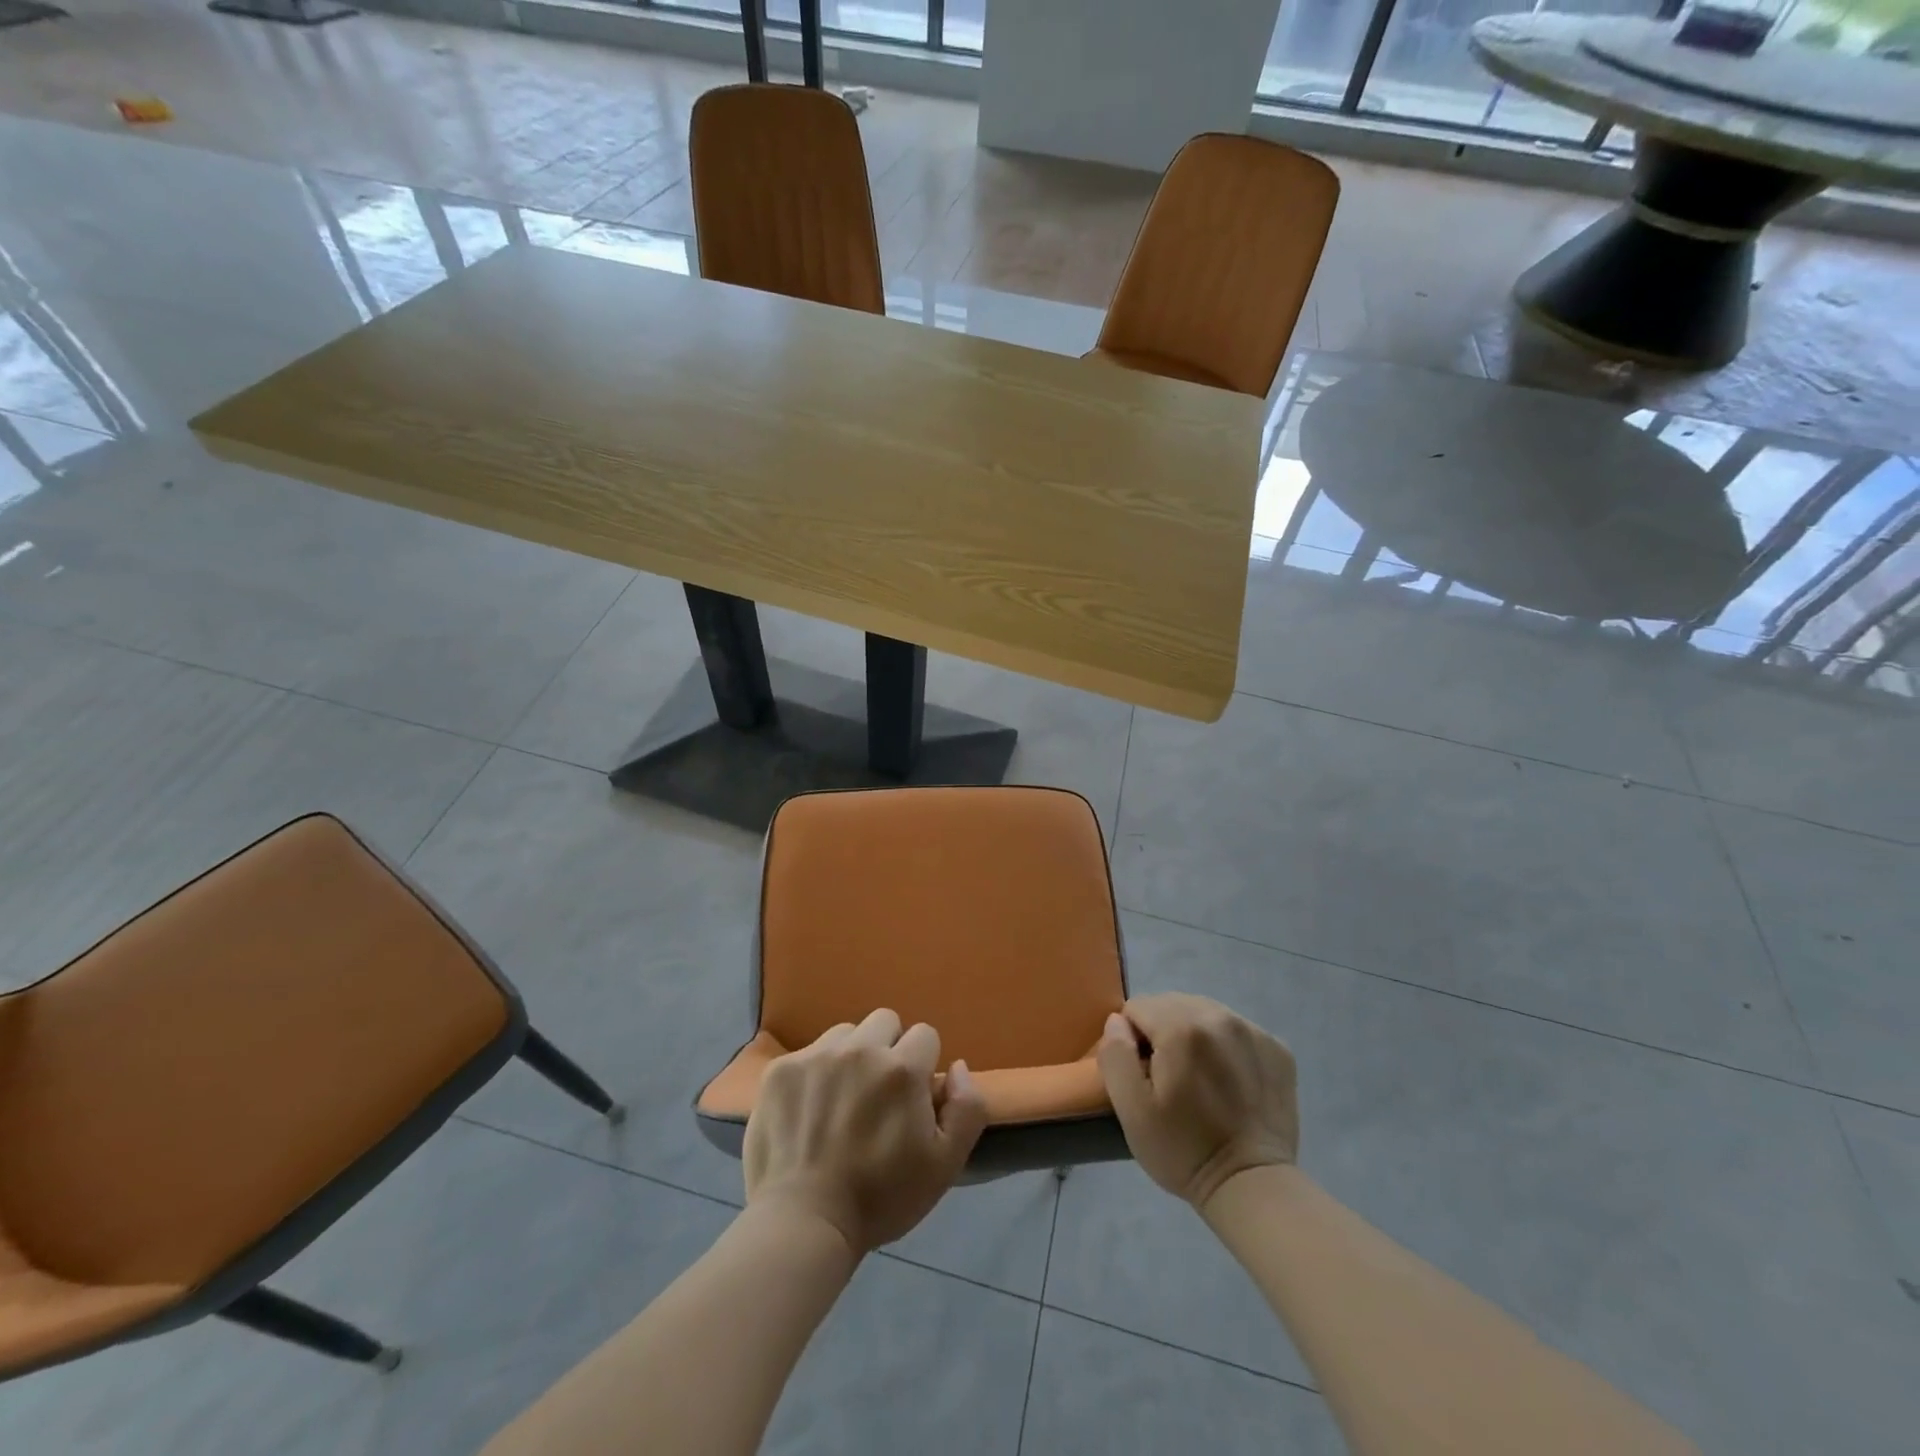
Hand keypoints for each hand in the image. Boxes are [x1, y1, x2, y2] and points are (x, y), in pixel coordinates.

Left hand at [744, 1008, 988, 1254]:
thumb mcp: (945, 1164)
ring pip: (846, 1034)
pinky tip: (810, 1110)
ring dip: (851, 1056)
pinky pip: (809, 1053)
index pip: (925, 1035)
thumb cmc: (881, 1197)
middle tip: (878, 1094)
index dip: (923, 1066)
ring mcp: (816, 1055)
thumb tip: (957, 1066)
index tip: (911, 1099)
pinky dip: (815, 1073)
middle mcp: (860, 1048)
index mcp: (902, 1068)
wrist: (804, 1223)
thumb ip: (967, 1108)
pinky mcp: (781, 1069)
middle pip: (885, 1022)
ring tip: (842, 1099)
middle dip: (888, 1050)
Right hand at [1096, 993, 1298, 1211]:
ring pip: (1204, 1013)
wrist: (1253, 1186)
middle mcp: (1219, 1016)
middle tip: (1171, 1080)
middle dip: (1163, 1034)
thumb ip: (1116, 1054)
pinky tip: (1229, 1083)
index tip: (1145, 1076)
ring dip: (1194, 1036)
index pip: (1138, 1007)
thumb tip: (1117, 1022)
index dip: (1133, 1040)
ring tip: (1200, 1081)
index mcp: (1181, 1026)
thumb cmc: (1184, 1150)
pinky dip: (1225, 1047)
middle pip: (1172, 1004)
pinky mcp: (1277, 1048)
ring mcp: (1253, 1030)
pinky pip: (1235, 1029)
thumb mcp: (1131, 1109)